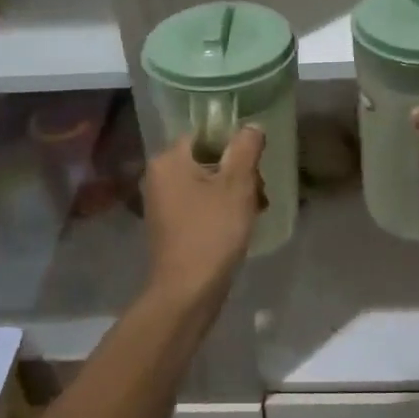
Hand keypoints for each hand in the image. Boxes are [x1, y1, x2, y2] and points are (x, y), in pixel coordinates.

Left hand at [141, 124, 265, 300]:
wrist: (187, 291)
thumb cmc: (213, 232)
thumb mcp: (237, 185)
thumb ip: (246, 148)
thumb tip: (251, 127)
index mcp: (168, 159)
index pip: (206, 133)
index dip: (235, 146)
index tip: (256, 166)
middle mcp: (159, 175)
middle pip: (207, 158)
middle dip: (238, 173)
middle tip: (259, 195)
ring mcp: (162, 202)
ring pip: (206, 183)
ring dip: (234, 193)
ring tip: (255, 212)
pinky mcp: (169, 225)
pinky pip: (199, 204)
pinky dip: (220, 209)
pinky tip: (239, 226)